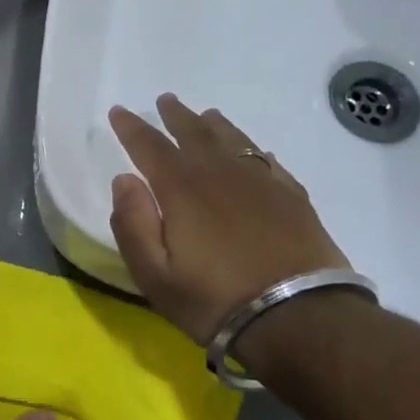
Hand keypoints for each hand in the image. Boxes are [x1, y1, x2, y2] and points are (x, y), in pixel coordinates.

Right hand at [108, 94, 354, 343]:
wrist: (301, 318)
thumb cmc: (216, 300)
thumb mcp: (155, 275)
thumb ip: (132, 225)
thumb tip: (124, 180)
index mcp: (182, 189)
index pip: (149, 146)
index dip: (131, 127)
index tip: (119, 111)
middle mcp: (220, 174)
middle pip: (194, 133)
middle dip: (175, 116)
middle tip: (165, 101)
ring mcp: (261, 182)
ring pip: (233, 139)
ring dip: (214, 125)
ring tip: (205, 116)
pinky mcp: (293, 197)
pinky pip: (266, 161)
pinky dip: (253, 150)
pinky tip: (253, 153)